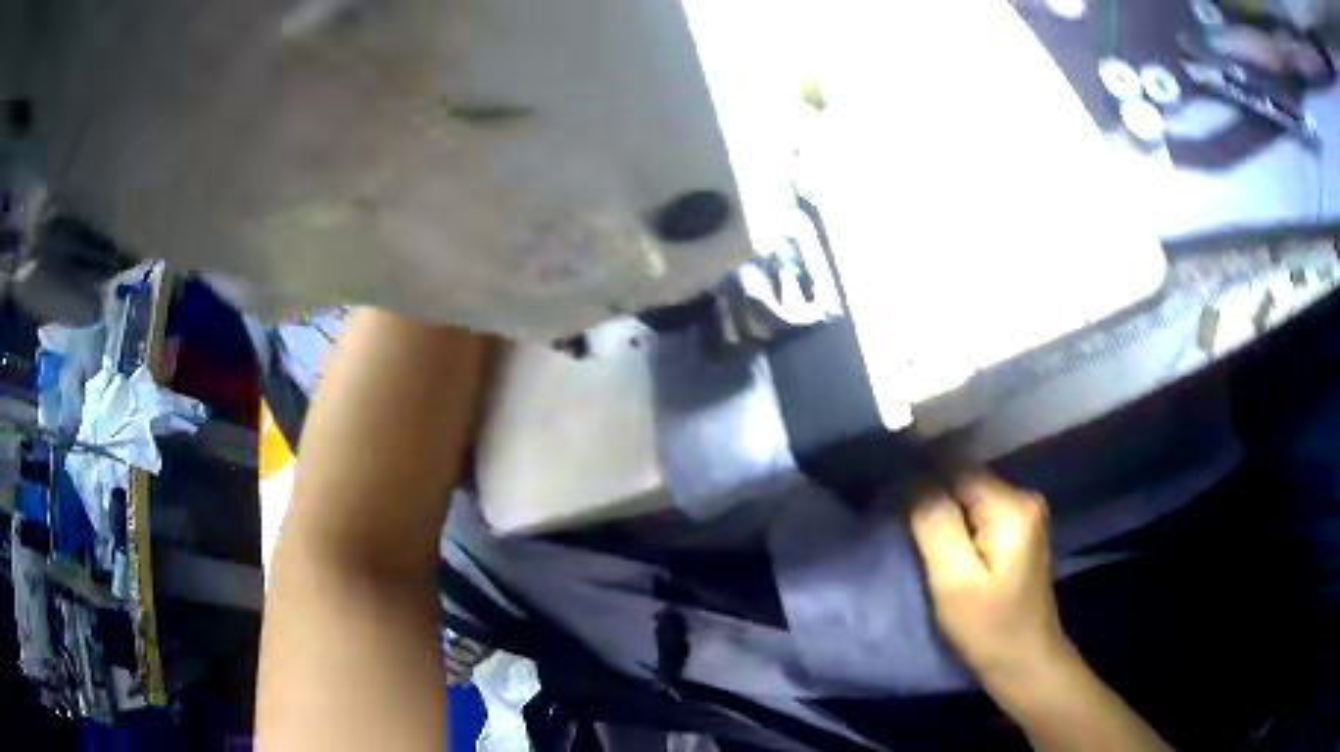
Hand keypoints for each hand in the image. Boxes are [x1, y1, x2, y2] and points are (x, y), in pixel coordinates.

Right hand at [910, 474, 1073, 690]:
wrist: (1026, 663)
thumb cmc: (989, 628)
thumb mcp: (954, 581)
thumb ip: (935, 524)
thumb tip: (913, 479)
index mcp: (1012, 505)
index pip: (955, 469)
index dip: (920, 479)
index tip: (887, 499)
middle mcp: (1024, 497)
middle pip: (964, 480)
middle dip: (931, 497)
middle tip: (897, 524)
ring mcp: (1025, 514)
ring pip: (970, 496)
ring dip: (942, 511)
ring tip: (914, 533)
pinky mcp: (1020, 531)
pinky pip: (979, 512)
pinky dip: (957, 523)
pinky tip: (941, 543)